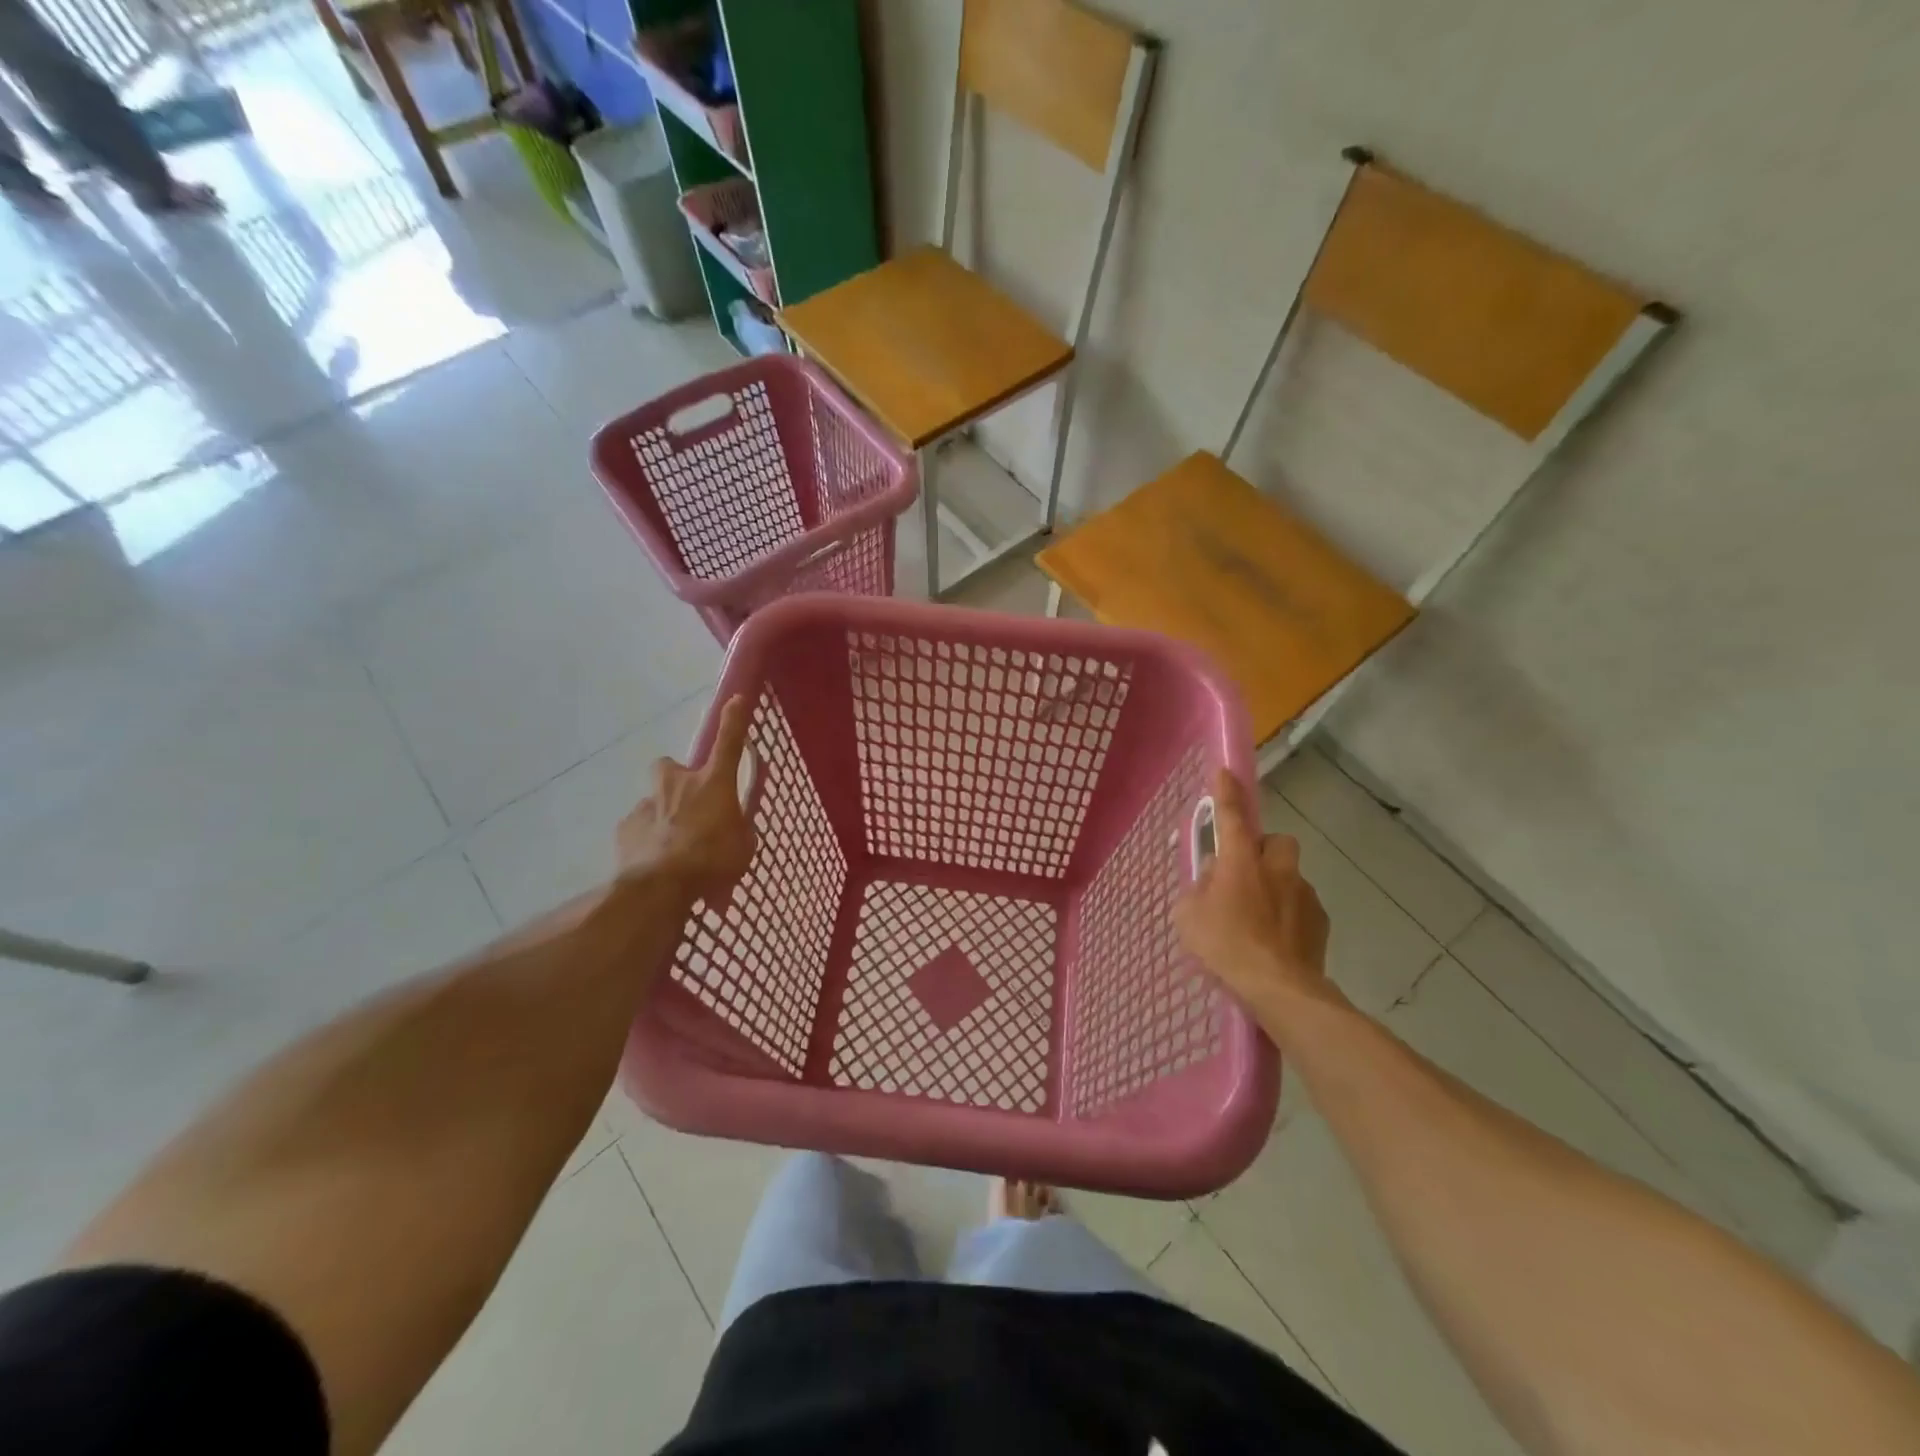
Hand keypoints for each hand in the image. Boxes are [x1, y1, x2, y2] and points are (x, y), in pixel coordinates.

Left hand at [615, 696, 755, 901]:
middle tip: (688, 803)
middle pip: (669, 766)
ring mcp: (647, 804)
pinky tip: (655, 860)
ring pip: (654, 800)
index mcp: (713, 784)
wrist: (659, 887)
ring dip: (663, 814)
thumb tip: (735, 826)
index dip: (734, 720)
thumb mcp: (743, 847)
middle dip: (676, 778)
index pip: (729, 742)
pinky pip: (639, 826)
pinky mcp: (626, 827)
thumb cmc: (711, 862)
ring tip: (673, 845)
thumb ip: (739, 829)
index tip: (736, 698)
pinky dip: (647, 838)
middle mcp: (678, 785)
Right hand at [1175, 769, 1334, 1019]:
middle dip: (1262, 850)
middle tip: (1243, 874)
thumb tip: (1212, 880)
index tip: (1225, 772)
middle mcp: (1277, 868)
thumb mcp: (1189, 916)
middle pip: (1276, 841)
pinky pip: (1301, 906)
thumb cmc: (1226, 947)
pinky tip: (1275, 940)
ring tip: (1256, 918)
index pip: (1232, 815)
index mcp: (1241, 861)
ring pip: (1289, 875)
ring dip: (1274, 886)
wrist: (1280, 989)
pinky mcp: (1320, 921)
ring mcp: (1303, 894)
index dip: (1226, 793)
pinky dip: (1288, 914)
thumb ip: (1198, 890)